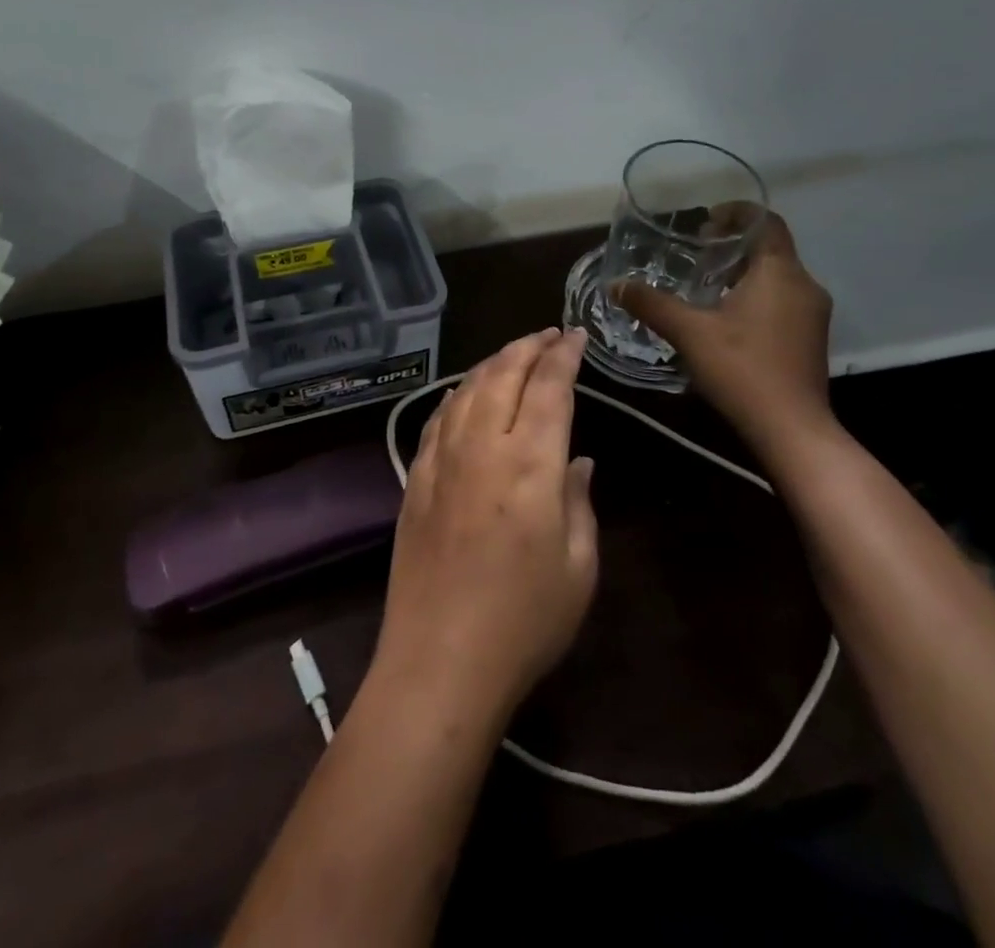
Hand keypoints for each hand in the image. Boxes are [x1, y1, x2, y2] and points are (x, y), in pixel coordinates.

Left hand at [374, 328, 598, 723]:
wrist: (440, 661)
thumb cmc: (524, 622)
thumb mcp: (578, 568)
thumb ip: (579, 502)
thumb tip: (577, 460)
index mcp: (530, 465)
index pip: (550, 388)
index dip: (564, 356)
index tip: (575, 335)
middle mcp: (482, 447)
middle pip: (503, 375)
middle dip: (528, 346)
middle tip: (548, 334)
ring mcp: (441, 460)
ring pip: (466, 389)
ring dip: (492, 363)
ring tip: (513, 353)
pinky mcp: (415, 478)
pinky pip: (438, 418)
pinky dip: (457, 394)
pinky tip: (465, 392)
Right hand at [614, 210, 834, 451]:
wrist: (791, 430)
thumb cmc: (742, 369)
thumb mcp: (688, 332)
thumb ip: (652, 304)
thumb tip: (616, 284)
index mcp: (780, 272)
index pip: (767, 222)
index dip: (737, 214)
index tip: (705, 221)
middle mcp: (804, 285)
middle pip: (771, 249)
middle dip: (734, 245)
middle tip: (696, 252)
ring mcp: (812, 315)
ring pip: (777, 277)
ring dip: (744, 273)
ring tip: (704, 285)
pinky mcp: (810, 339)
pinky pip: (782, 301)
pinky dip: (755, 296)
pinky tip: (725, 319)